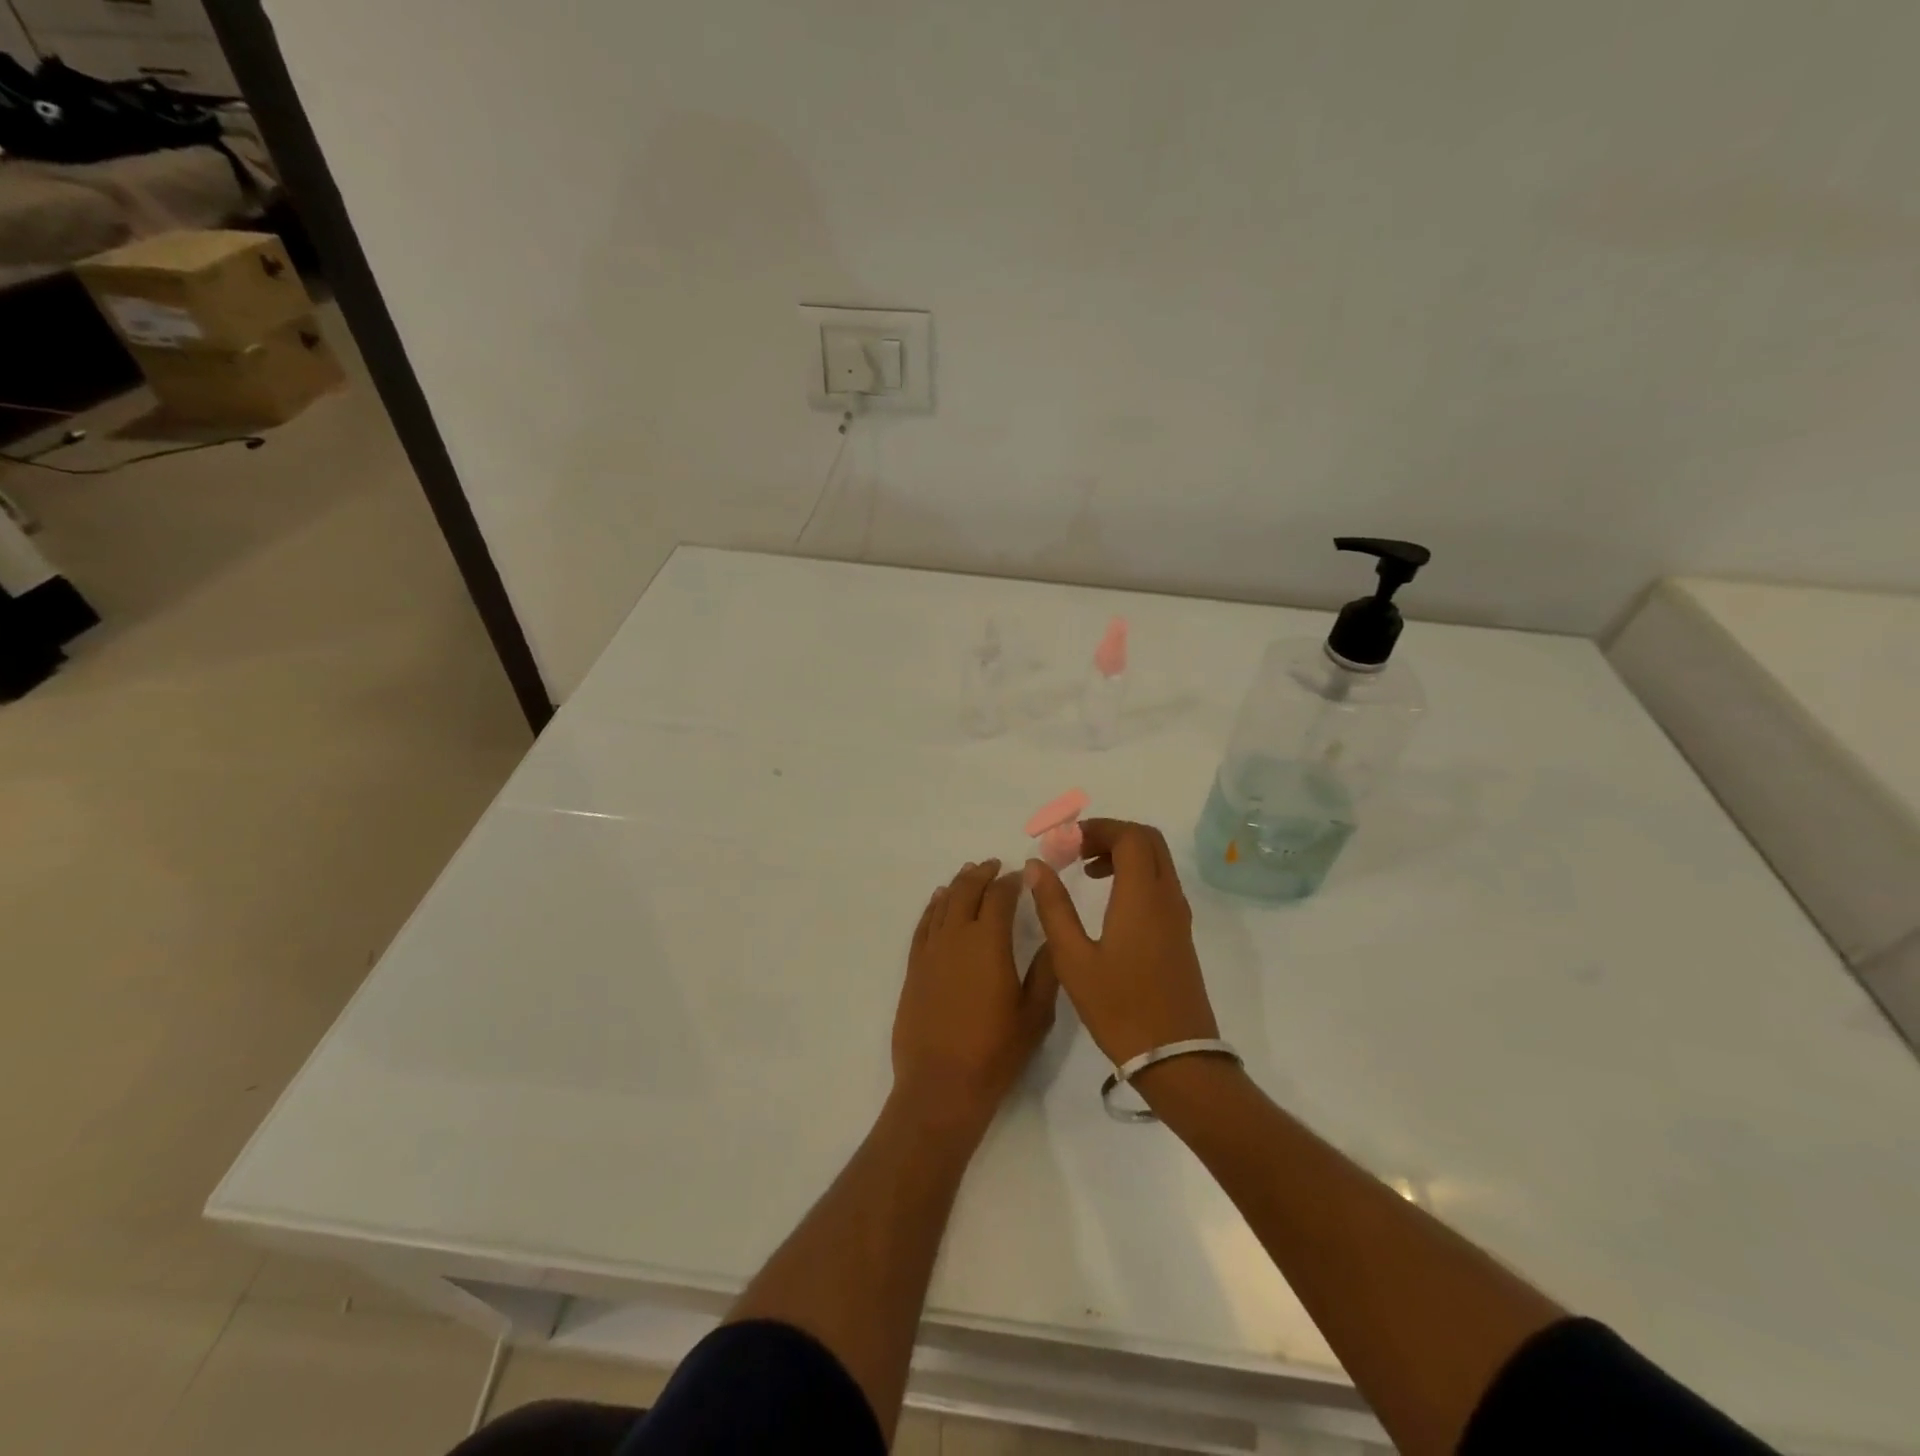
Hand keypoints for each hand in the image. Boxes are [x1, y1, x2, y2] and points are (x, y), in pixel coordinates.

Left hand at [892, 859, 1058, 1136]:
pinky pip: (923, 925)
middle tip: (994, 866)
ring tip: (969, 874)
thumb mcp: (1035, 1014)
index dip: (1012, 882)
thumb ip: (1044, 971)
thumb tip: (1049, 938)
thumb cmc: (995, 1052)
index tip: (1022, 875)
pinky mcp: (914, 967)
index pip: (1000, 897)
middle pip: (967, 891)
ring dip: (957, 885)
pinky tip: (939, 901)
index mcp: (989, 942)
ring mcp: (931, 951)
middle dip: (982, 874)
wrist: (941, 1085)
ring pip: (943, 903)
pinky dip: (932, 907)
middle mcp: (956, 936)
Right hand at [1024, 819, 1219, 1065]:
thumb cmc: (1119, 1008)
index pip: (1129, 836)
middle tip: (1076, 850)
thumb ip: (1053, 907)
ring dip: (1124, 854)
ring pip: (1157, 862)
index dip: (1097, 828)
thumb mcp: (1073, 958)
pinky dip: (1135, 875)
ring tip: (1086, 872)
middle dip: (1111, 835)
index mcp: (1142, 896)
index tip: (1066, 842)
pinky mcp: (1180, 934)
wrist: (1176, 1058)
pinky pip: (1160, 884)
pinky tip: (1108, 901)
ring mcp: (1178, 916)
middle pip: (1148, 841)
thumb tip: (1036, 865)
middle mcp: (1166, 897)